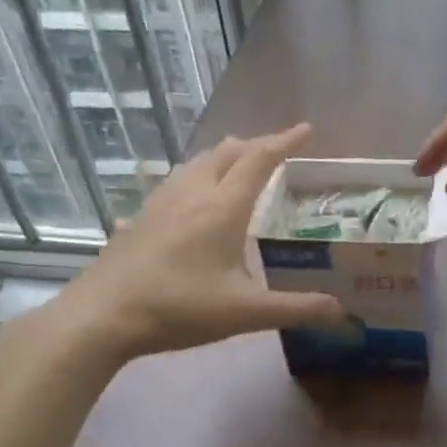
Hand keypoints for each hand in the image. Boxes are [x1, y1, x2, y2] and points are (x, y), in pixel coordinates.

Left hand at [49, 123, 344, 359]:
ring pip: (198, 163)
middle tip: (278, 151)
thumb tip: (344, 313)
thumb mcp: (246, 313)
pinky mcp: (141, 218)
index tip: (307, 130)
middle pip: (227, 152)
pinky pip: (177, 181)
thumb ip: (298, 309)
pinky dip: (200, 175)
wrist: (102, 316)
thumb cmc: (179, 308)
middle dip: (257, 145)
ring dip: (226, 156)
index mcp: (222, 209)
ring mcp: (161, 203)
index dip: (285, 142)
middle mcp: (192, 194)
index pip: (259, 160)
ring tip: (241, 166)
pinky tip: (195, 199)